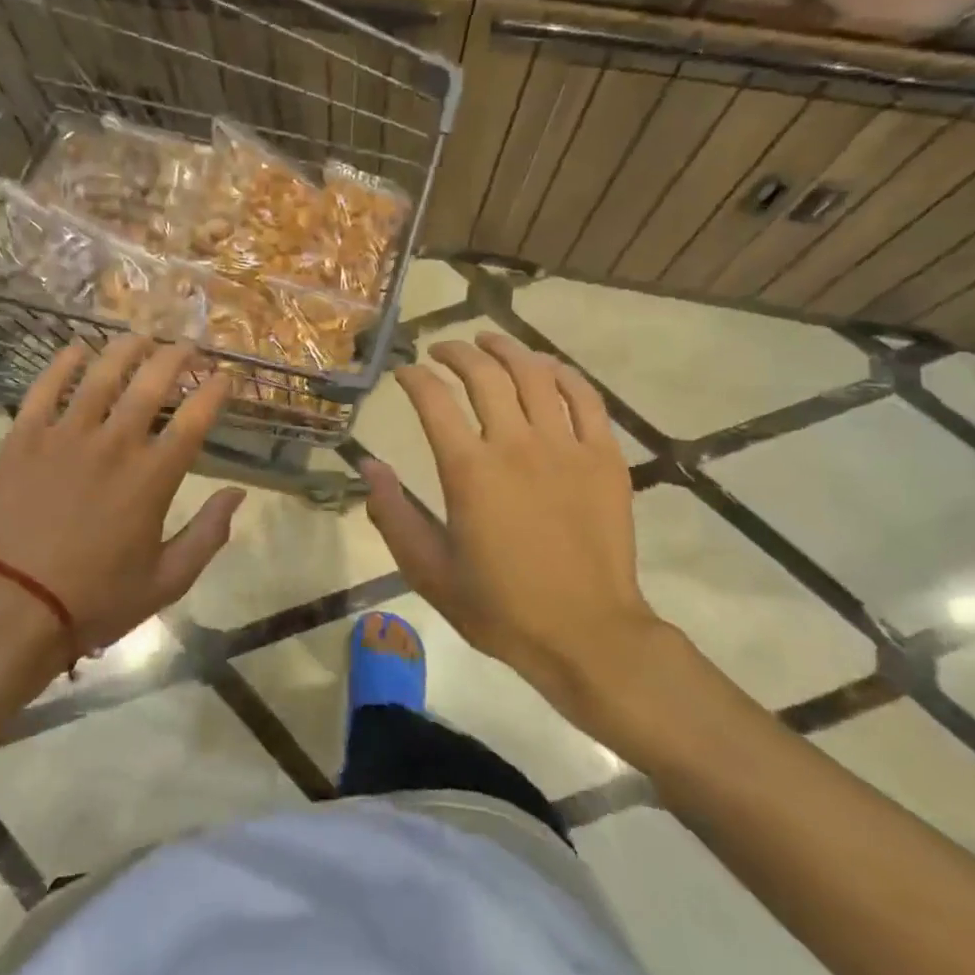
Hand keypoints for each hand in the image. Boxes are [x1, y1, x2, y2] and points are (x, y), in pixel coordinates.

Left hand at [0, 336, 244, 661]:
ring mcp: (64, 436)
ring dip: (126, 348)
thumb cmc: (96, 599)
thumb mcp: (167, 581)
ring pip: (101, 374)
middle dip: (176, 356)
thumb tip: (238, 494)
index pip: (194, 418)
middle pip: (151, 382)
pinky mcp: (24, 438)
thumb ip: (208, 534)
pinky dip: (62, 363)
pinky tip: (76, 348)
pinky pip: (44, 387)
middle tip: (187, 344)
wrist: (12, 608)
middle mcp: (113, 444)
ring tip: (140, 336)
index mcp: (152, 477)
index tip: (225, 376)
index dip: (215, 391)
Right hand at [362, 332, 671, 724]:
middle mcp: (516, 445)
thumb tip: (369, 465)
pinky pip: (585, 398)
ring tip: (489, 341)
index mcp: (469, 471)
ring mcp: (566, 447)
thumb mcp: (428, 570)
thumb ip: (393, 514)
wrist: (586, 633)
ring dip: (507, 350)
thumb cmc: (500, 606)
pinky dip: (563, 374)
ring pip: (535, 375)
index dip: (414, 377)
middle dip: (457, 352)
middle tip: (442, 349)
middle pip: (484, 374)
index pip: (433, 400)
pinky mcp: (604, 457)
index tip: (405, 371)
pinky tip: (548, 367)